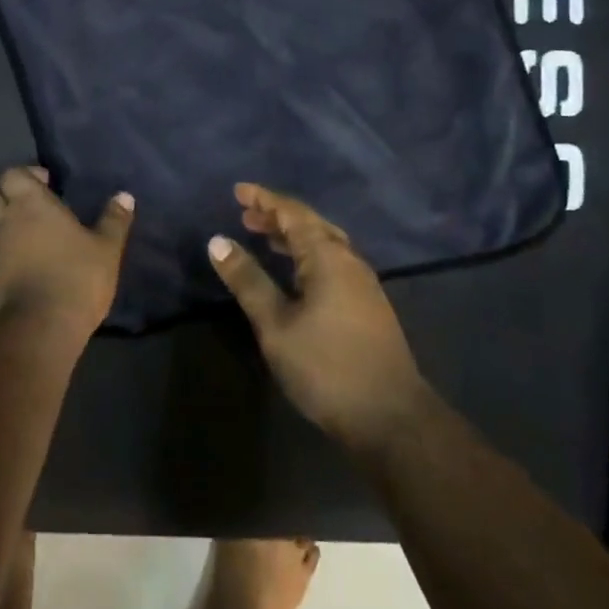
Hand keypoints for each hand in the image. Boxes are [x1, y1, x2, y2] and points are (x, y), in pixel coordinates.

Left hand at [0, 166, 133, 336]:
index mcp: (30, 204)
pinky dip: (8, 255)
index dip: (27, 175)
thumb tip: (125, 195)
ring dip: (10, 227)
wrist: (38, 329)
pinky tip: (31, 268)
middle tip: (41, 208)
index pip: (12, 174)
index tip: (48, 184)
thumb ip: (114, 220)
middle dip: (14, 197)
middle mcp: (4, 221)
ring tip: (38, 240)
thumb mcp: (106, 249)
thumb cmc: (75, 277)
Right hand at [208, 183, 428, 452]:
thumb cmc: (326, 366)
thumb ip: (248, 280)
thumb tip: (217, 241)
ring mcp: (363, 285)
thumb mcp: (275, 324)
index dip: (265, 200)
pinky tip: (294, 274)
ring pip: (325, 245)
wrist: (391, 417)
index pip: (293, 214)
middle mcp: (349, 262)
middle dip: (278, 217)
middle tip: (246, 215)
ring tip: (264, 237)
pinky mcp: (367, 307)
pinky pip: (332, 264)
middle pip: (312, 226)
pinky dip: (307, 256)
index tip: (238, 191)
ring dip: (293, 237)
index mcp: (328, 258)